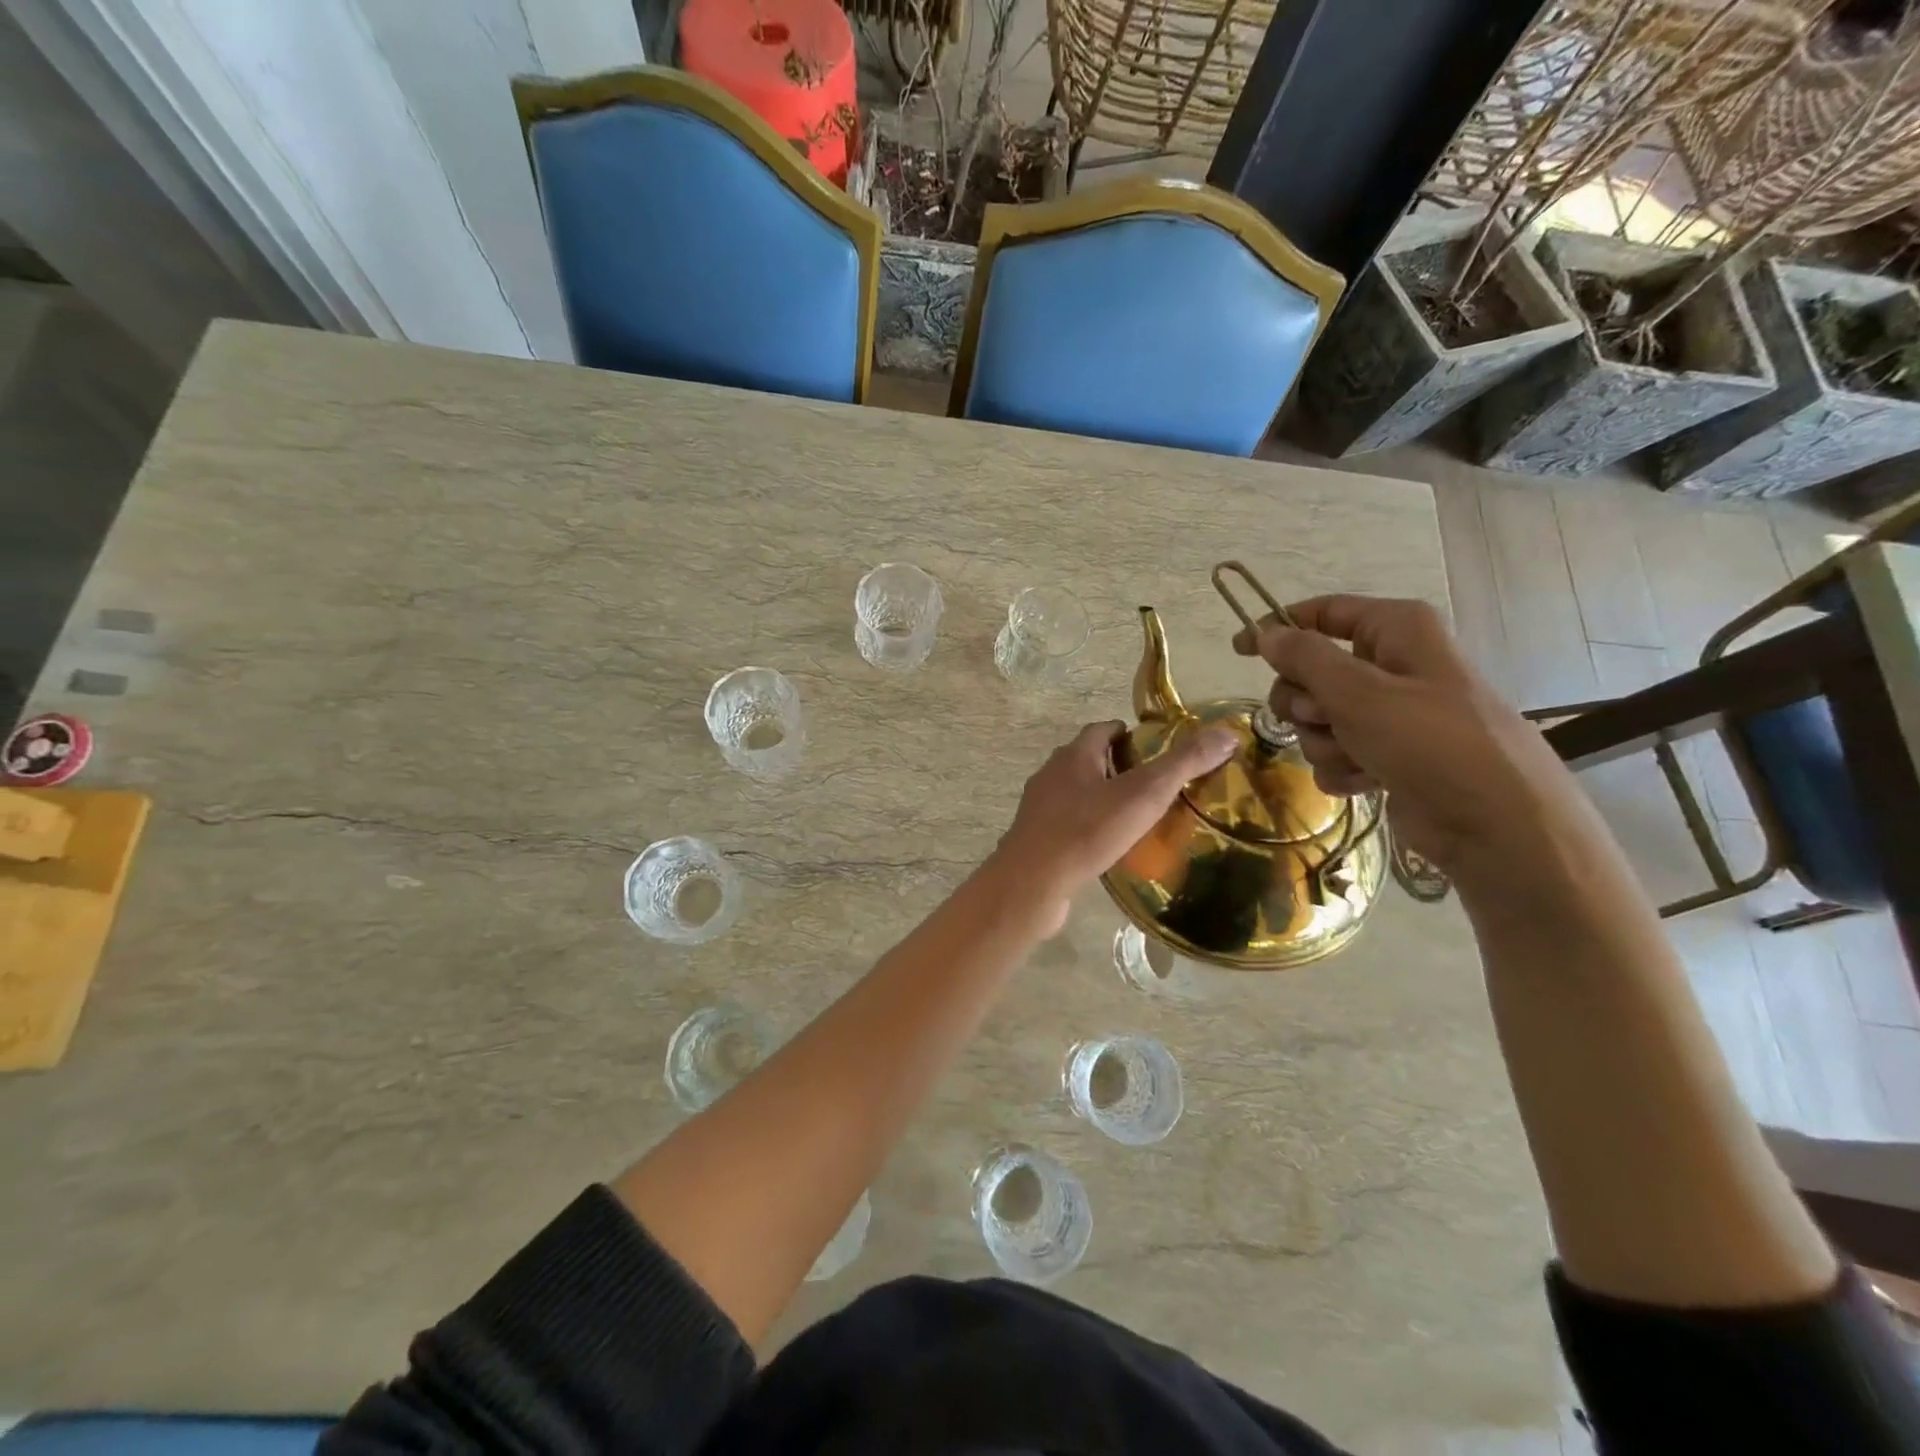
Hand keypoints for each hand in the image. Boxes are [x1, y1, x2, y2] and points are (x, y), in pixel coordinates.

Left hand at [991, 720, 1237, 934]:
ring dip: (1103, 799)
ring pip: (1077, 793)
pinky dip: (1089, 827)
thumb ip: (1183, 764)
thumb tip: (1226, 733)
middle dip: (1119, 767)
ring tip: (1137, 818)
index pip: (1103, 729)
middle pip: (1089, 759)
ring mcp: (1039, 807)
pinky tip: (1108, 847)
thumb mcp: (1144, 794)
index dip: (1130, 734)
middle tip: (1155, 786)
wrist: (1033, 882)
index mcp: (1074, 754)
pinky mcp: (1036, 837)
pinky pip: (1068, 824)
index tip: (1158, 750)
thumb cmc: (1088, 830)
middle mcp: (1052, 773)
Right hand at [1232, 595, 1593, 879]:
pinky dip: (1342, 767)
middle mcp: (1394, 665)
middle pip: (1312, 672)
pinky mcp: (1390, 755)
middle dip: (1305, 703)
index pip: (1324, 613)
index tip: (1239, 650)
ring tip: (1357, 757)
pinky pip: (1338, 751)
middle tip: (1322, 718)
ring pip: (1320, 718)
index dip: (1279, 628)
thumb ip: (1304, 658)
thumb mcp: (1358, 692)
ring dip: (1324, 741)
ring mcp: (1392, 714)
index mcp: (1397, 631)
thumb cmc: (1430, 742)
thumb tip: (1266, 633)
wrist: (1496, 825)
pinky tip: (1366, 781)